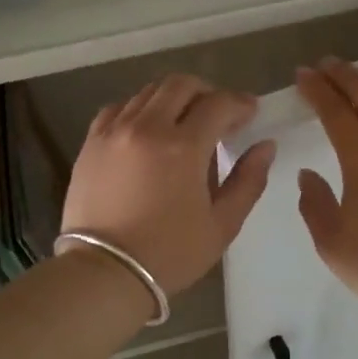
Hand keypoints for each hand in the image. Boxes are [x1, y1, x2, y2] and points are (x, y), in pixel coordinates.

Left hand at [63, 75, 275, 295]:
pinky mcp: (92, 142)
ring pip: (149, 92)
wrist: (104, 273)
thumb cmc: (170, 254)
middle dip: (207, 93)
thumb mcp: (222, 224)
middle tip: (219, 115)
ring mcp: (114, 131)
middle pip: (181, 85)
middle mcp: (147, 127)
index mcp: (183, 147)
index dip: (240, 103)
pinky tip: (148, 130)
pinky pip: (120, 108)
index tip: (250, 114)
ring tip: (184, 122)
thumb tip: (265, 146)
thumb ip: (248, 180)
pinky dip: (140, 109)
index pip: (218, 104)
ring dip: (174, 99)